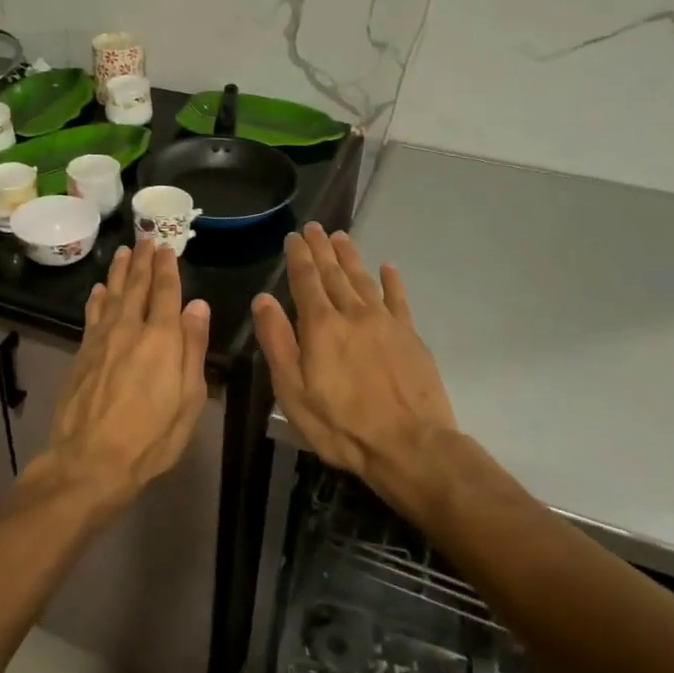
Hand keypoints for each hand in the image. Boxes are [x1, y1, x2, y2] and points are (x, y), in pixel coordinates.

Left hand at [30, 239, 210, 508]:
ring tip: (123, 252)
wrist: (91, 459)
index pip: (166, 293)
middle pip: (137, 286)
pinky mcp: (82, 353)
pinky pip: (92, 315)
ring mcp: (102, 340)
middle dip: (143, 260)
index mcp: (162, 339)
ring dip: (118, 272)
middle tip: (146, 238)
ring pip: (111, 295)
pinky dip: (96, 299)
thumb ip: (193, 349)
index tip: (167, 248)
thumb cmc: (151, 437)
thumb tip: (197, 305)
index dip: (168, 269)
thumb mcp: (188, 399)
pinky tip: (97, 290)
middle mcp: (130, 329)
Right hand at [252, 224, 456, 508]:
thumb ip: (277, 342)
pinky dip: (391, 281)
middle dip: (322, 249)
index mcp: (321, 326)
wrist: (410, 445)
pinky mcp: (410, 336)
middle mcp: (353, 314)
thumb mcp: (293, 391)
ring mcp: (385, 322)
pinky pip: (398, 299)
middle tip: (315, 227)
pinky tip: (387, 267)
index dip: (298, 257)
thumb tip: (263, 300)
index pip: (305, 281)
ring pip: (363, 280)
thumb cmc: (341, 424)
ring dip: (350, 257)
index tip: (294, 237)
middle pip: (334, 273)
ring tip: (341, 237)